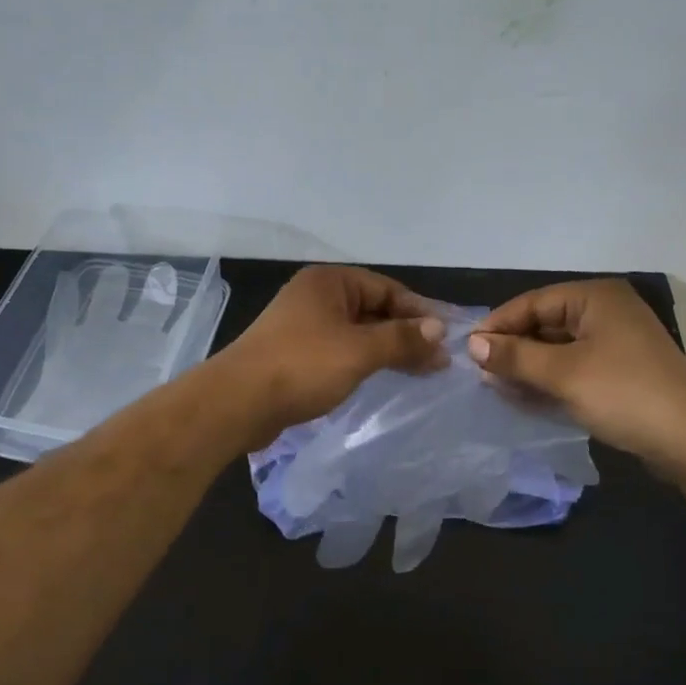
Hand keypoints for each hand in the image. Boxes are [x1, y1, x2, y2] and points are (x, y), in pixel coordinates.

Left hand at [215, 265, 447, 450]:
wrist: (238, 402)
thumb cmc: (302, 365)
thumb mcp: (360, 350)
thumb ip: (402, 339)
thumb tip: (439, 330)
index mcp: (329, 282)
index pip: (387, 289)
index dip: (420, 312)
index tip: (448, 337)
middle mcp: (316, 297)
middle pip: (373, 309)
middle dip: (406, 333)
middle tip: (439, 361)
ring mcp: (303, 325)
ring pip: (358, 332)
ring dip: (388, 349)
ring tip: (421, 372)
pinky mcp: (295, 353)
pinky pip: (341, 350)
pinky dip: (364, 361)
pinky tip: (383, 378)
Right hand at [469, 280, 685, 469]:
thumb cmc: (624, 394)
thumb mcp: (562, 374)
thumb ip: (515, 356)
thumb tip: (472, 344)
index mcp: (596, 297)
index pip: (533, 302)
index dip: (499, 324)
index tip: (468, 350)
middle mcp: (606, 312)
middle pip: (545, 324)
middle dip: (513, 348)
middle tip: (480, 373)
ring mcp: (616, 342)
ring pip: (558, 348)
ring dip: (529, 367)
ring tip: (497, 388)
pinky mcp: (621, 371)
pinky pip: (574, 367)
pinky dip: (550, 379)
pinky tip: (525, 397)